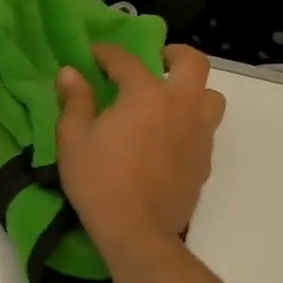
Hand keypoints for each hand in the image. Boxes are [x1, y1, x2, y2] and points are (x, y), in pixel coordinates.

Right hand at [56, 43, 225, 261]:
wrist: (136, 230)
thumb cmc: (98, 180)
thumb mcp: (73, 139)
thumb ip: (75, 101)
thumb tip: (71, 73)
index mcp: (145, 95)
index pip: (127, 60)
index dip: (107, 52)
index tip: (93, 53)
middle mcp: (180, 105)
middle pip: (192, 63)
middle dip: (173, 55)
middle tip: (154, 62)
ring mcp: (199, 133)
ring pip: (211, 96)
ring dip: (192, 90)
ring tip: (169, 101)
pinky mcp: (205, 160)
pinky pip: (206, 128)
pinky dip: (191, 122)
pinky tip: (169, 137)